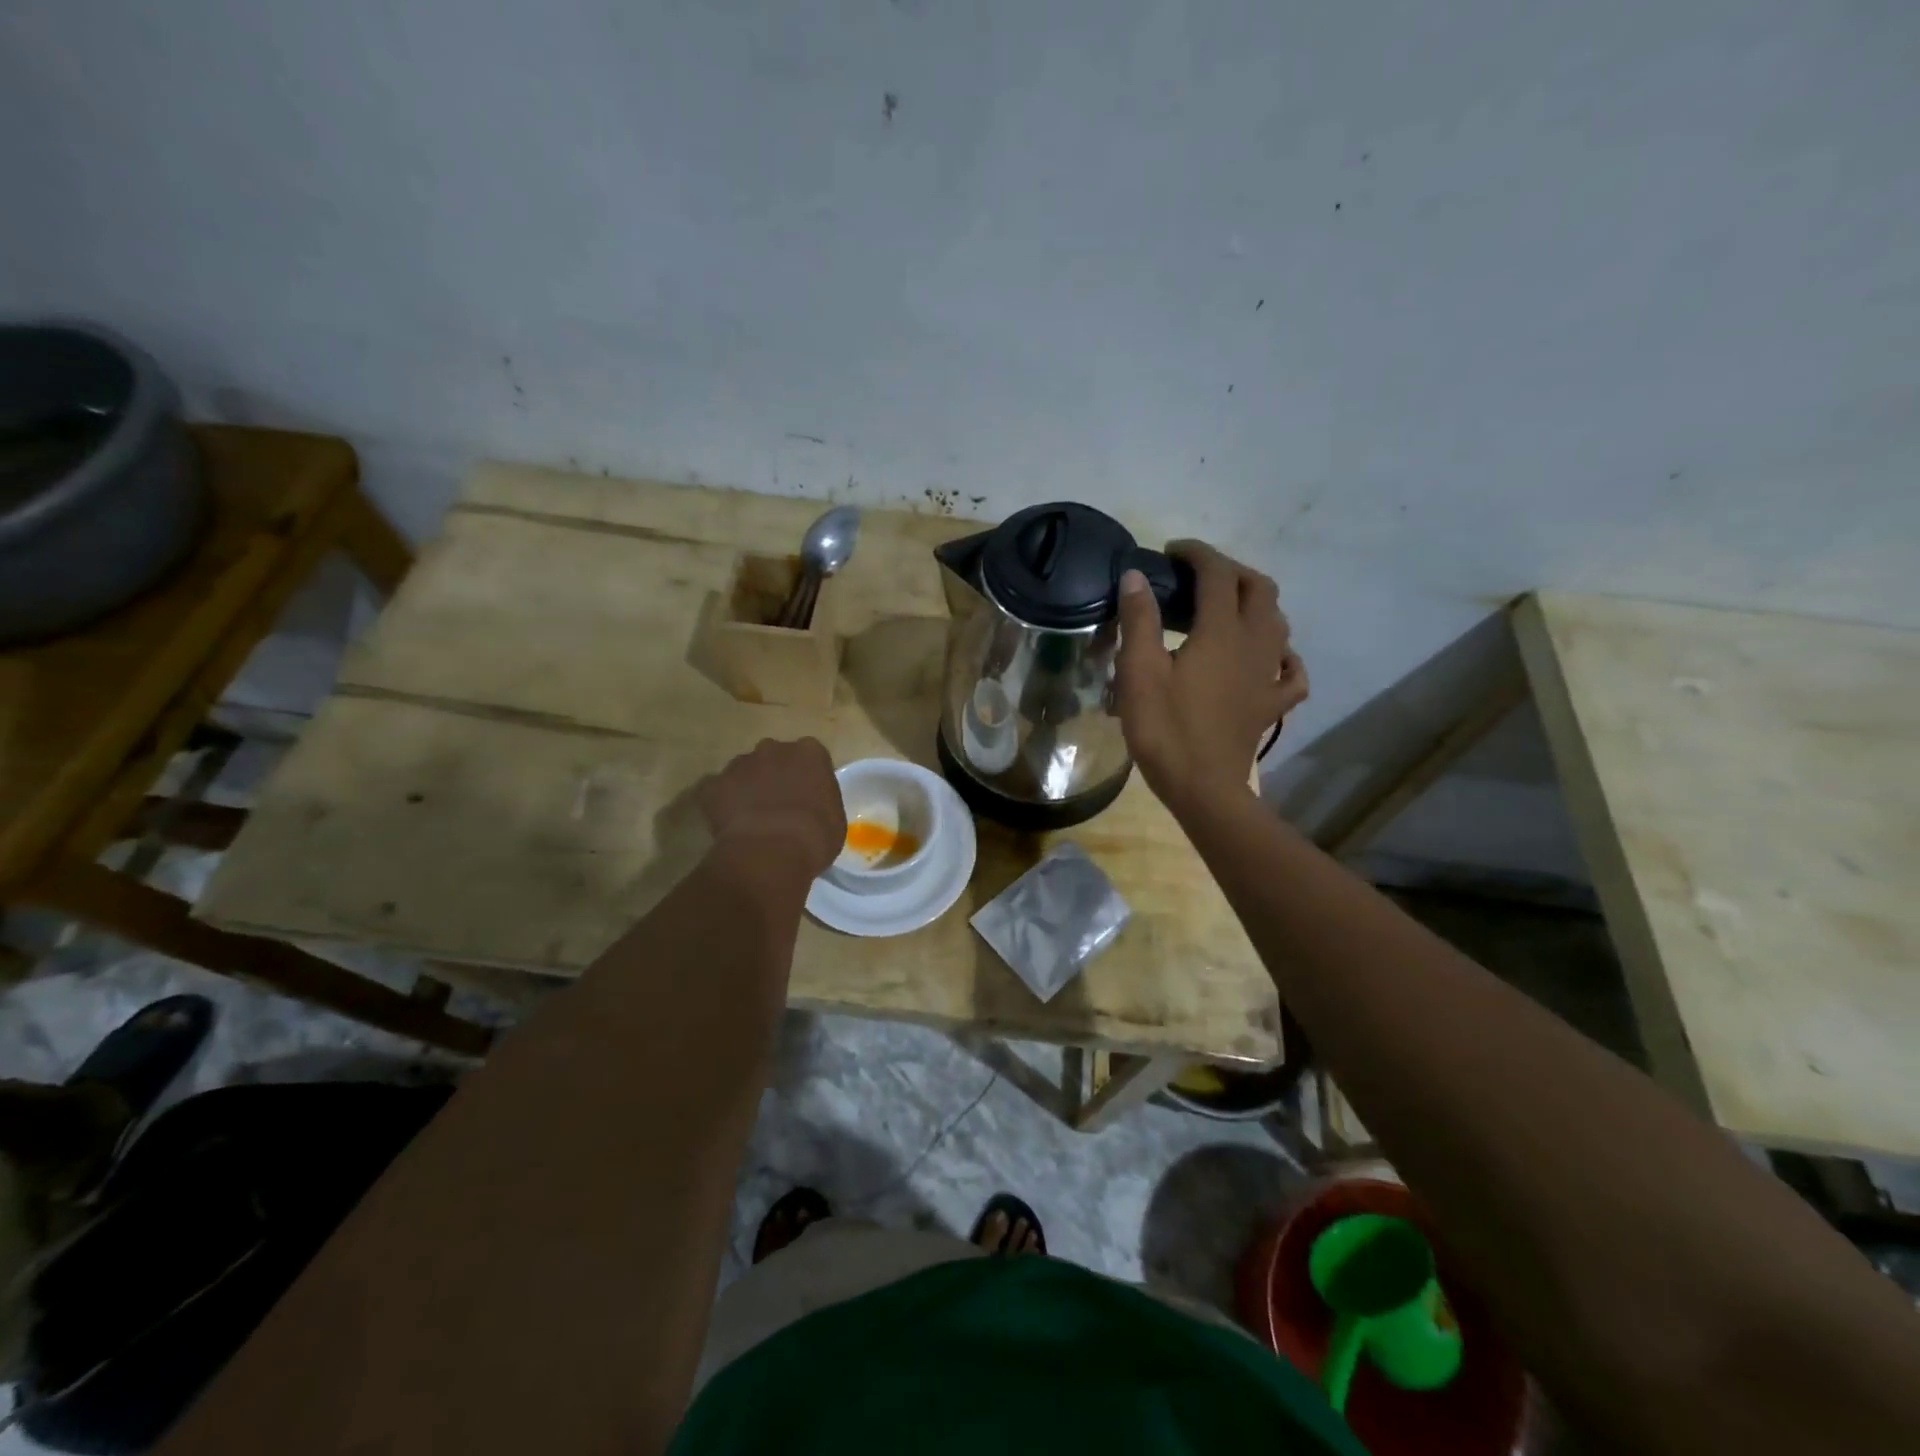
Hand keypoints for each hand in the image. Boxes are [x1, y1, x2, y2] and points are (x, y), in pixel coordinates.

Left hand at [695, 738, 845, 883]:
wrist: (770, 854)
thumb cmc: (814, 837)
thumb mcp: (834, 819)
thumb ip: (820, 802)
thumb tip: (809, 808)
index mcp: (810, 753)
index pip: (809, 757)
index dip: (805, 777)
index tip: (806, 797)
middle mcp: (773, 749)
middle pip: (773, 757)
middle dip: (774, 776)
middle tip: (777, 805)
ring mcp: (740, 764)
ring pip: (743, 771)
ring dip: (747, 787)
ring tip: (751, 819)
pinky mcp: (712, 784)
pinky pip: (716, 790)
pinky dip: (720, 803)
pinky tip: (729, 825)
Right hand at [1115, 541, 1307, 813]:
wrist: (1202, 788)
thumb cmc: (1165, 729)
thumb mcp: (1139, 672)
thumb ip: (1139, 619)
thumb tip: (1135, 576)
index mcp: (1221, 631)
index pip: (1217, 574)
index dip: (1197, 553)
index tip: (1172, 551)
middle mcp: (1255, 643)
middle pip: (1258, 589)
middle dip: (1230, 571)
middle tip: (1198, 576)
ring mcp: (1269, 675)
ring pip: (1278, 622)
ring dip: (1256, 603)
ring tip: (1226, 607)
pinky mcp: (1272, 705)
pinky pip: (1291, 671)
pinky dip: (1282, 654)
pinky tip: (1269, 656)